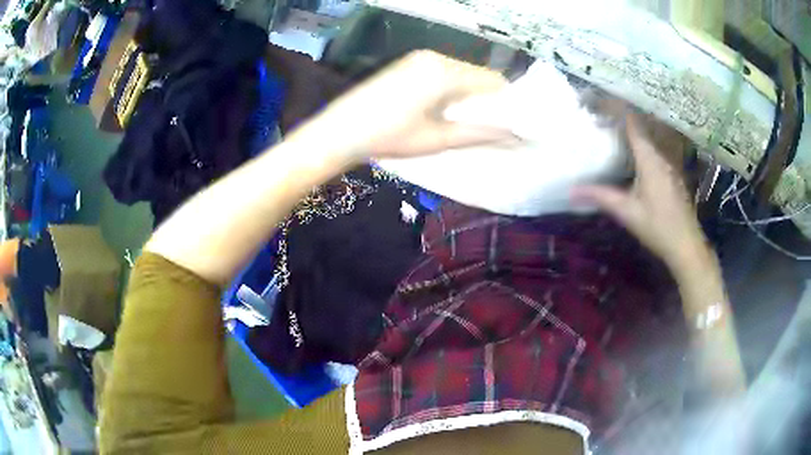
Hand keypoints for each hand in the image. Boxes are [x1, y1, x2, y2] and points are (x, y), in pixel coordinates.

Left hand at [305, 50, 513, 159]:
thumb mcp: (438, 139)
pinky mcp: (408, 64)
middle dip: (486, 100)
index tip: (509, 125)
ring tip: (462, 122)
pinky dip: (451, 90)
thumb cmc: (388, 137)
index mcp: (445, 72)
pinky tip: (442, 110)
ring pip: (461, 74)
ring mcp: (419, 59)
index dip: (506, 103)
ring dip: (468, 96)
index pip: (493, 81)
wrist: (339, 132)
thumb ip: (480, 134)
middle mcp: (435, 58)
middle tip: (485, 127)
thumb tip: (515, 136)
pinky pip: (443, 73)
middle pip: (478, 76)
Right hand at [572, 115, 710, 273]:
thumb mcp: (627, 212)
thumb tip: (571, 191)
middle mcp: (660, 156)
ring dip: (630, 134)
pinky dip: (639, 148)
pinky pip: (653, 153)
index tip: (597, 103)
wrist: (687, 245)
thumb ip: (601, 197)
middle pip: (639, 129)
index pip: (632, 123)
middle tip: (598, 118)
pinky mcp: (671, 176)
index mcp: (649, 159)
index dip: (615, 109)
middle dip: (619, 120)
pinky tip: (630, 160)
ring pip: (647, 141)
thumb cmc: (658, 227)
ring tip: (610, 134)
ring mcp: (668, 166)